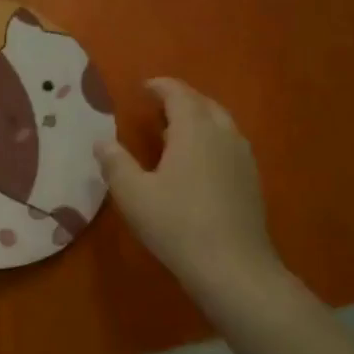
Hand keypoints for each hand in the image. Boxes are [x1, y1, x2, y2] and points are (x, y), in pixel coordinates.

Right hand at [95, 78, 286, 296]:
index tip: (143, 87)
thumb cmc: (177, 224)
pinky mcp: (251, 181)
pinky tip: (197, 164)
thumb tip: (102, 142)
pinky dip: (210, 141)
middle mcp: (223, 135)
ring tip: (174, 132)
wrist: (233, 267)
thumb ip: (115, 163)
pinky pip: (229, 146)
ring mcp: (243, 158)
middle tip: (158, 107)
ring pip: (221, 124)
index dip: (160, 86)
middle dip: (181, 100)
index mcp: (194, 130)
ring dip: (198, 120)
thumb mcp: (133, 194)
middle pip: (204, 104)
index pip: (179, 94)